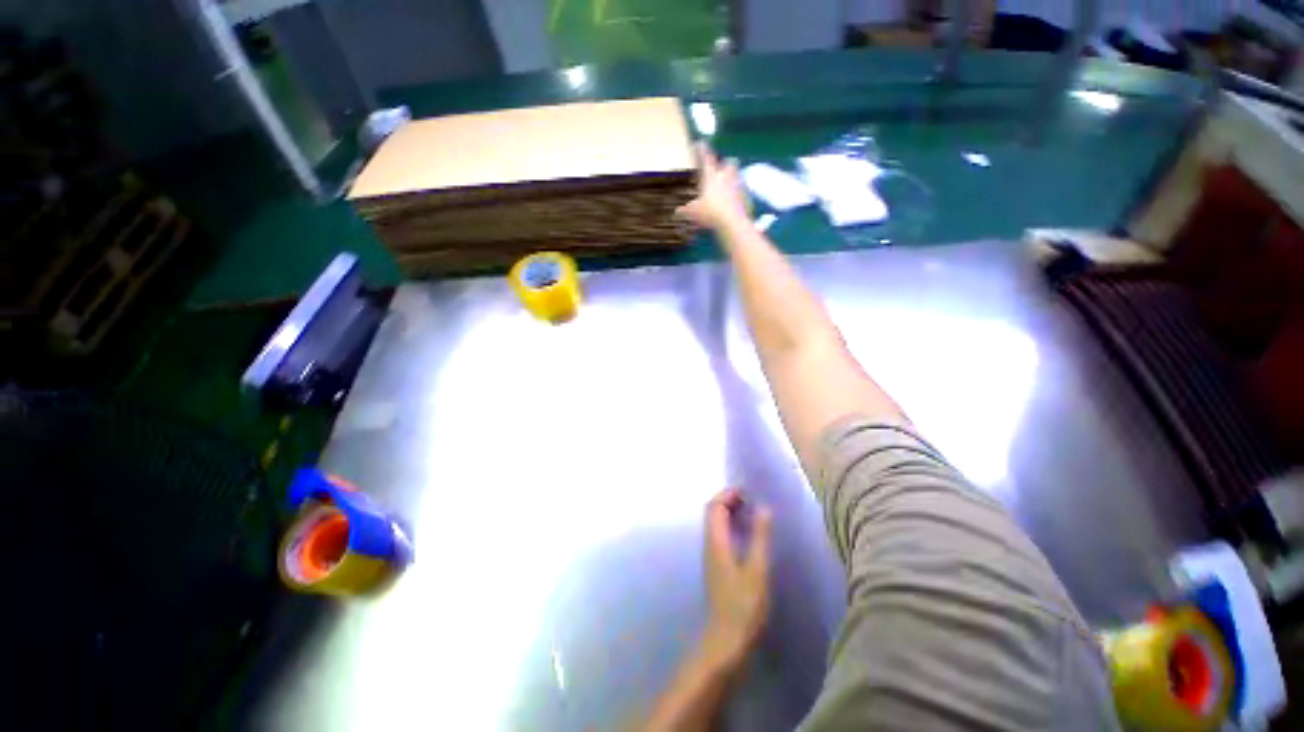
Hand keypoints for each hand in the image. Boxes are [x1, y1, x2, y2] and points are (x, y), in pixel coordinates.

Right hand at [675, 143, 751, 232]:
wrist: (733, 223)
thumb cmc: (710, 213)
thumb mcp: (693, 213)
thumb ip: (685, 210)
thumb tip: (677, 212)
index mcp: (711, 176)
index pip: (706, 157)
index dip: (702, 149)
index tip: (699, 143)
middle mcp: (726, 177)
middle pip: (729, 162)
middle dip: (725, 164)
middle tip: (721, 170)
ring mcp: (739, 186)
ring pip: (738, 176)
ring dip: (733, 179)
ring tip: (728, 188)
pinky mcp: (747, 198)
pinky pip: (743, 193)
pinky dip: (739, 196)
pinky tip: (734, 204)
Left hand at [702, 488, 772, 669]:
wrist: (726, 640)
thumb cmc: (744, 605)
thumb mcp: (757, 570)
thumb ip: (760, 537)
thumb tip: (763, 507)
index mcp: (716, 541)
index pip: (714, 506)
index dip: (727, 494)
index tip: (746, 493)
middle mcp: (709, 544)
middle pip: (711, 512)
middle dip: (727, 500)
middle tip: (748, 500)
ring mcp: (710, 556)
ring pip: (714, 524)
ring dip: (727, 512)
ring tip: (749, 513)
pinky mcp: (715, 566)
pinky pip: (718, 535)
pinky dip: (729, 526)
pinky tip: (744, 535)